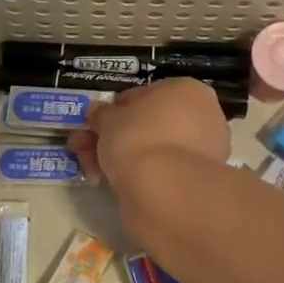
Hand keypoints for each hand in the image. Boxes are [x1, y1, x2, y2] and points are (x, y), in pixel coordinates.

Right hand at [69, 79, 230, 230]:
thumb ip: (101, 114)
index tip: (93, 123)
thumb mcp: (108, 119)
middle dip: (111, 135)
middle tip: (82, 146)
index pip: (145, 94)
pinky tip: (107, 182)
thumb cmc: (138, 138)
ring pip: (151, 149)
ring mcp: (201, 152)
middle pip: (146, 124)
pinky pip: (158, 170)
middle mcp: (202, 118)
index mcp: (187, 91)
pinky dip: (134, 174)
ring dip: (116, 155)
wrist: (165, 190)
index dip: (115, 108)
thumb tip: (98, 112)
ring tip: (87, 167)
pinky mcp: (193, 182)